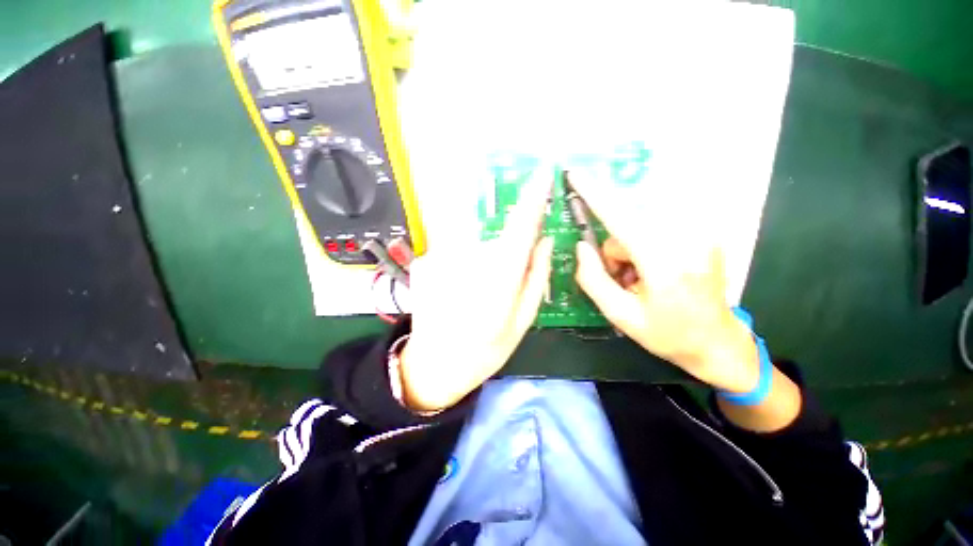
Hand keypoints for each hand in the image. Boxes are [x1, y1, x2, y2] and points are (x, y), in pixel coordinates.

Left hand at [399, 171, 553, 411]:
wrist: (433, 365)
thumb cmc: (485, 350)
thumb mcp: (522, 320)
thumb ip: (537, 276)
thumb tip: (545, 240)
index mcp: (500, 277)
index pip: (521, 225)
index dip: (533, 197)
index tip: (542, 174)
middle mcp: (469, 259)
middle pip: (496, 241)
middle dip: (502, 261)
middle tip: (494, 294)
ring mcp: (442, 257)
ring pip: (474, 248)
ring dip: (479, 269)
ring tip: (471, 300)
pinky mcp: (425, 260)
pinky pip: (453, 254)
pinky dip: (459, 270)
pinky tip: (453, 295)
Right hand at [568, 171, 758, 393]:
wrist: (718, 342)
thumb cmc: (667, 334)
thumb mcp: (620, 315)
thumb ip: (593, 279)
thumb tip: (582, 247)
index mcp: (665, 264)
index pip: (620, 219)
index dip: (595, 195)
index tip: (576, 174)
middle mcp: (687, 240)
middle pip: (627, 227)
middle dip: (615, 251)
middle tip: (623, 279)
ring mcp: (701, 234)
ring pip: (640, 226)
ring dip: (630, 250)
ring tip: (640, 279)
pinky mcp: (705, 233)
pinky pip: (656, 227)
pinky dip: (645, 246)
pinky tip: (654, 270)